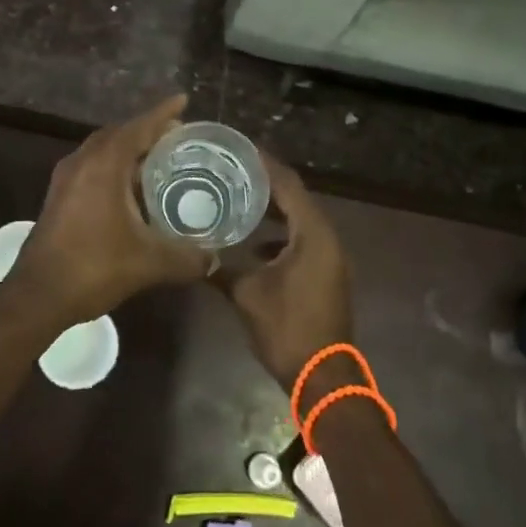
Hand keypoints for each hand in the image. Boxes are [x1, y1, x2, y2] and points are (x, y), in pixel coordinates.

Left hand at [5, 94, 210, 328]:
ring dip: (128, 149)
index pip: (138, 127)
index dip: (163, 113)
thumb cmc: (94, 267)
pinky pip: (92, 167)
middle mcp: (82, 162)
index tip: (183, 100)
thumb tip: (214, 258)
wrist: (37, 296)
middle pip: (119, 133)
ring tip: (158, 158)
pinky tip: (131, 189)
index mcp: (104, 164)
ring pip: (102, 150)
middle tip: (177, 136)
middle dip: (147, 130)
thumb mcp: (149, 263)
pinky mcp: (59, 197)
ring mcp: (66, 179)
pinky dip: (114, 166)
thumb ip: (186, 258)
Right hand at [213, 157, 353, 393]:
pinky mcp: (326, 274)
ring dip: (274, 210)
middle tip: (233, 170)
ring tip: (239, 199)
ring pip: (300, 220)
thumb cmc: (288, 329)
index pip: (288, 185)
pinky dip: (281, 234)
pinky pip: (303, 240)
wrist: (324, 377)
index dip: (265, 164)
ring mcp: (329, 257)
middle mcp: (326, 238)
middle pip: (296, 198)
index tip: (239, 149)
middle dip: (266, 184)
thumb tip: (196, 253)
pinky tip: (255, 243)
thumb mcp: (247, 295)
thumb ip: (222, 268)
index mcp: (313, 234)